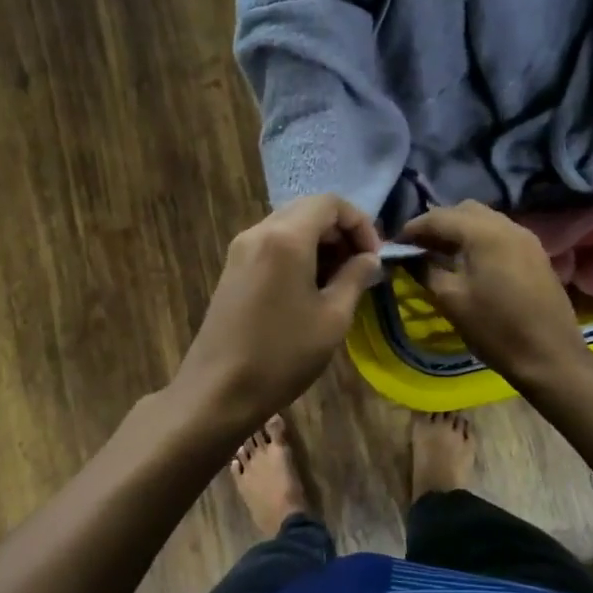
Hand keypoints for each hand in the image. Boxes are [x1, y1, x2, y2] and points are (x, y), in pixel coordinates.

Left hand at [172, 196, 382, 429]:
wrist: (218, 390)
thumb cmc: (282, 355)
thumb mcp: (333, 318)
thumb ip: (355, 278)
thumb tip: (369, 258)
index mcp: (286, 237)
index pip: (330, 202)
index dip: (360, 223)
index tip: (374, 258)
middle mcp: (259, 232)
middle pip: (308, 210)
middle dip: (340, 232)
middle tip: (360, 268)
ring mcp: (240, 249)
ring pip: (289, 227)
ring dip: (320, 244)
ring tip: (339, 282)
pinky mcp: (232, 269)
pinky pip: (272, 245)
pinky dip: (298, 255)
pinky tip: (309, 290)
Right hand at [399, 201, 586, 385]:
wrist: (550, 355)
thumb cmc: (495, 329)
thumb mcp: (451, 299)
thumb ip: (425, 270)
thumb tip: (407, 257)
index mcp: (483, 232)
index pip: (437, 217)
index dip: (412, 229)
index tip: (394, 245)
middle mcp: (506, 225)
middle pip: (462, 210)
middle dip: (437, 225)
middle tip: (418, 248)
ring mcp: (525, 237)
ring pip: (483, 219)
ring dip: (458, 230)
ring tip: (440, 255)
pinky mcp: (534, 252)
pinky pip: (499, 233)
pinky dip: (478, 239)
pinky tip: (468, 262)